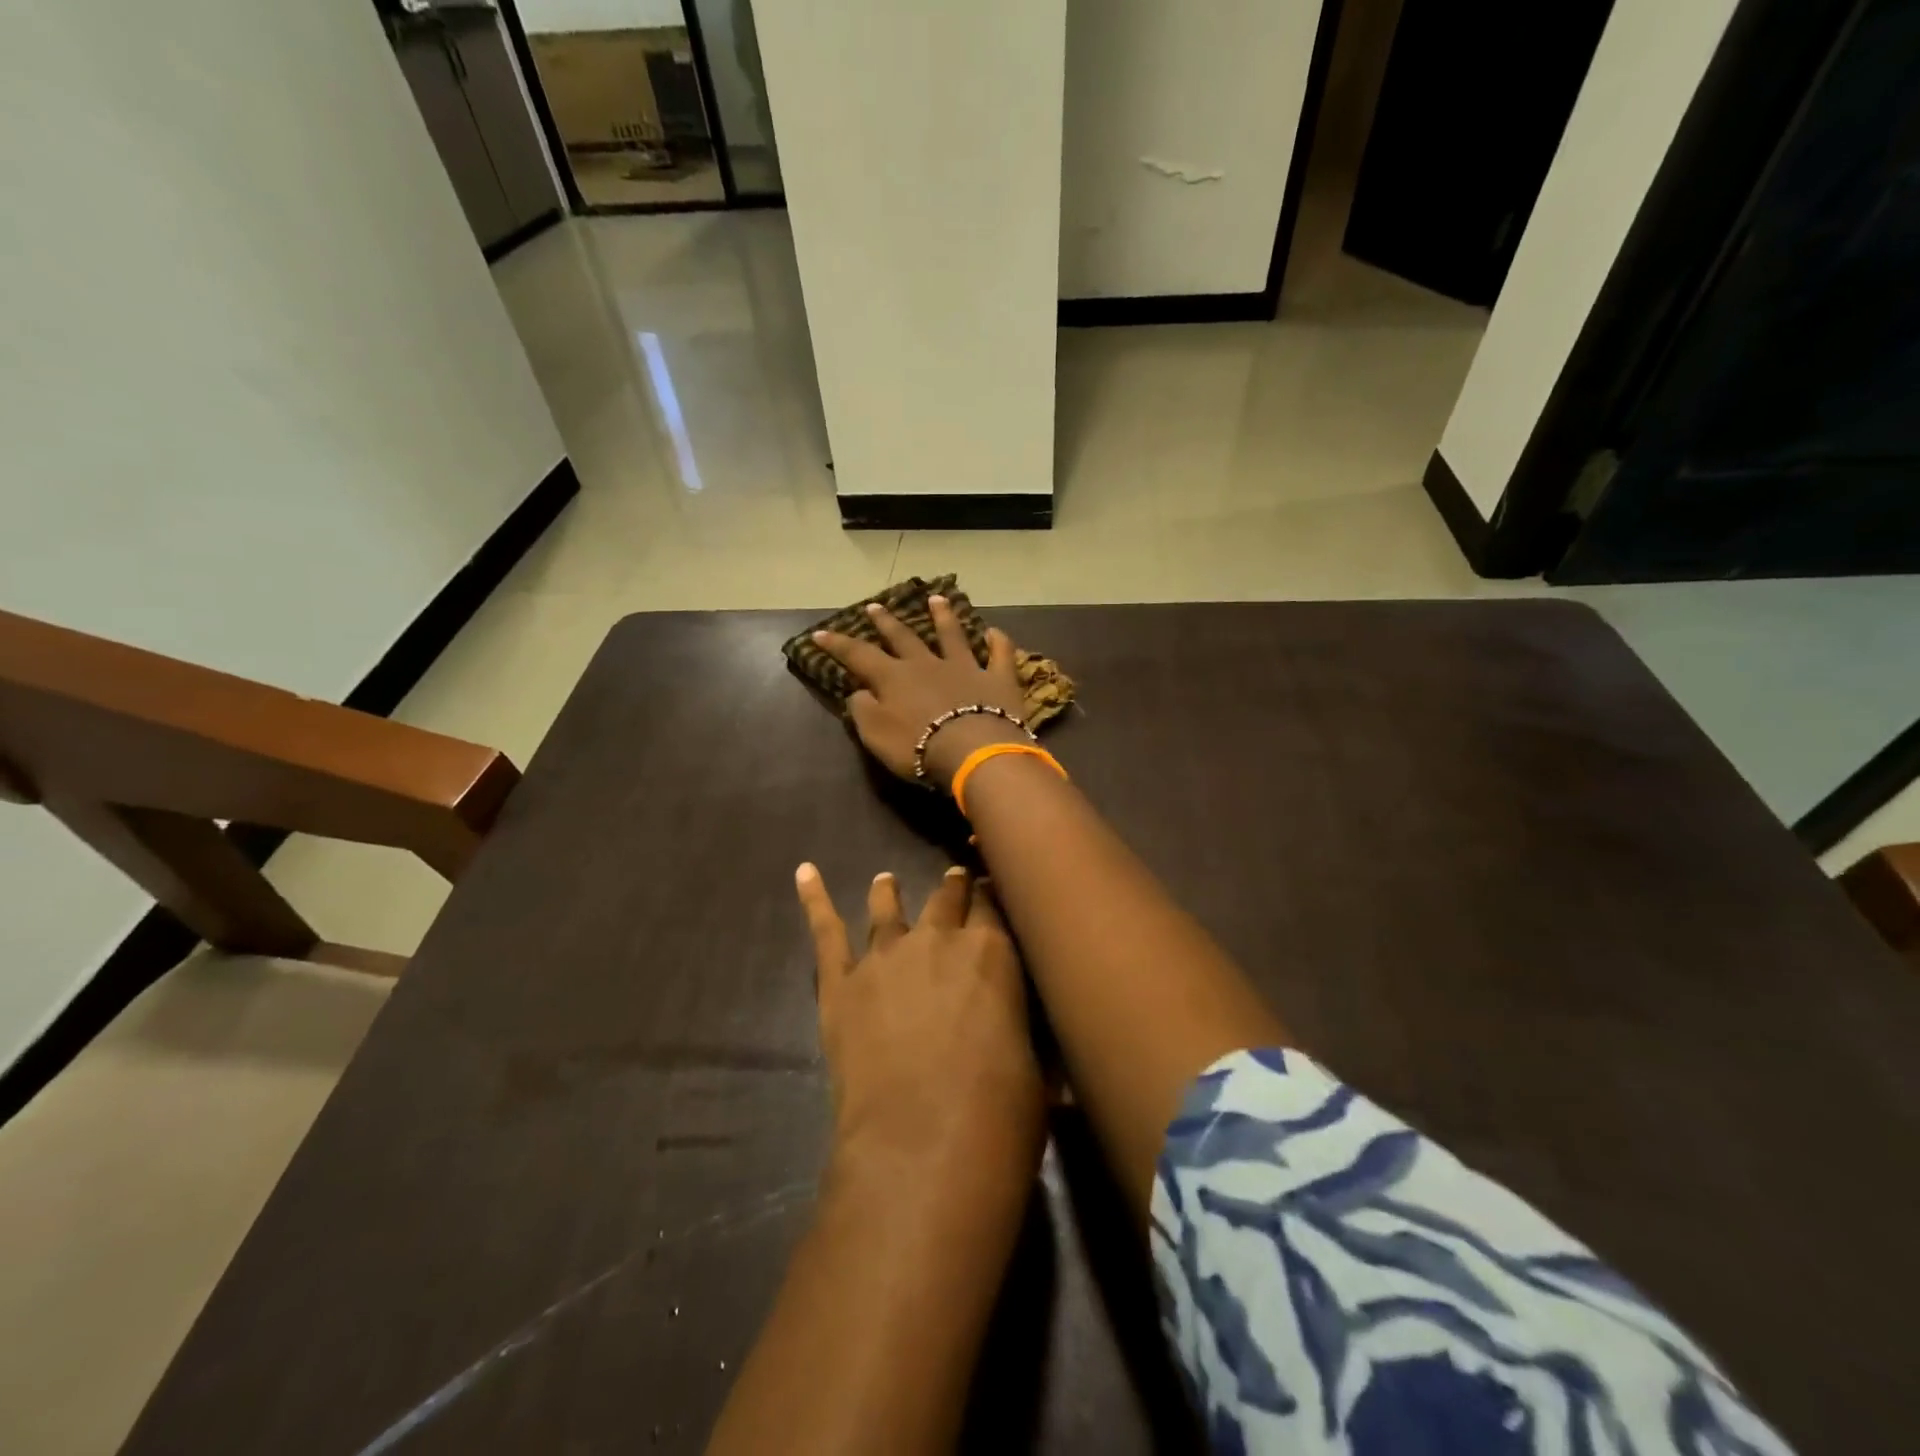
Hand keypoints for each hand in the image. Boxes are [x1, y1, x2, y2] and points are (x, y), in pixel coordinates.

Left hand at [795, 862, 1044, 1202]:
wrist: (924, 1144)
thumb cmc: (999, 1112)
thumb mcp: (1034, 1067)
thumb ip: (1025, 1040)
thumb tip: (1049, 1064)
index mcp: (991, 951)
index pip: (991, 905)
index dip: (991, 895)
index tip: (991, 890)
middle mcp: (937, 939)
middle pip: (945, 898)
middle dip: (951, 888)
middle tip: (953, 881)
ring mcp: (885, 956)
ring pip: (888, 909)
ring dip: (889, 892)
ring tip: (886, 880)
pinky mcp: (842, 983)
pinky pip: (826, 933)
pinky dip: (814, 900)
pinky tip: (805, 872)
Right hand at [813, 596, 1027, 787]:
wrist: (973, 750)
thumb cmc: (918, 747)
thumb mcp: (876, 735)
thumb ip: (863, 711)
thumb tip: (858, 693)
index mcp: (894, 678)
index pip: (859, 655)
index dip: (838, 644)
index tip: (819, 632)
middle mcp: (927, 664)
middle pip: (903, 637)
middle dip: (886, 622)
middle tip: (874, 606)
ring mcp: (965, 667)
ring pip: (952, 635)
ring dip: (943, 616)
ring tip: (937, 598)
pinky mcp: (997, 679)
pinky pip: (999, 654)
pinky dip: (998, 642)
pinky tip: (995, 632)